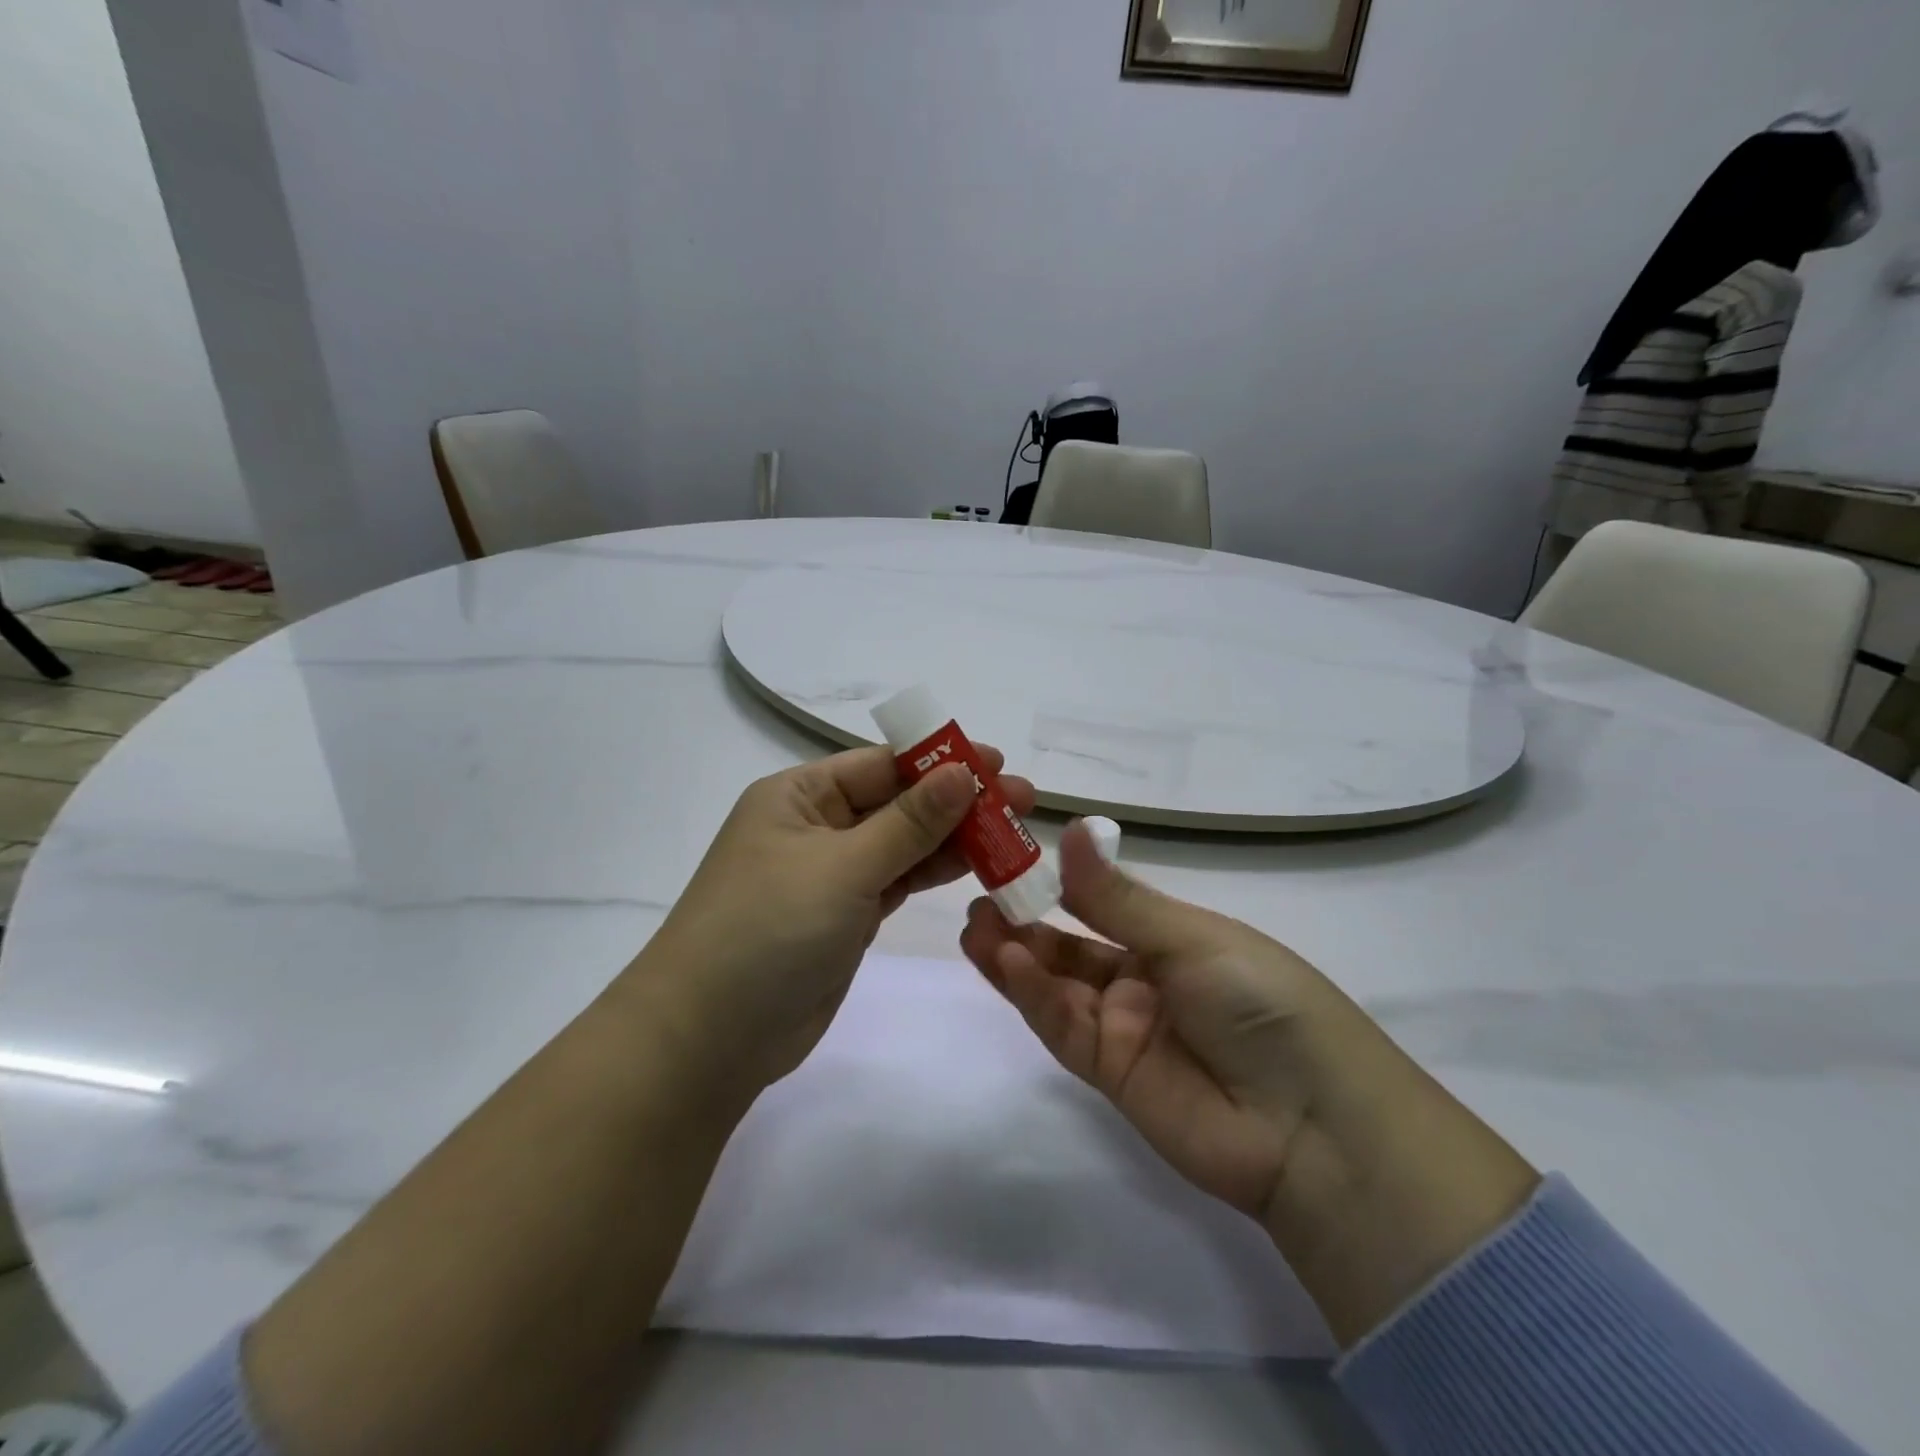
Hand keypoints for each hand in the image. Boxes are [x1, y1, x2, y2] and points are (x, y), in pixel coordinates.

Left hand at [634, 745, 1034, 1104]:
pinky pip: (898, 880)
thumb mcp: (843, 867)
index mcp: (800, 796)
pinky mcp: (847, 915)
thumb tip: (961, 772)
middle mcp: (816, 826)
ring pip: (903, 843)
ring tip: (1014, 832)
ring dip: (954, 838)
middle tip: (1022, 800)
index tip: (998, 763)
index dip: (941, 761)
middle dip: (958, 800)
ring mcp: (832, 874)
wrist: (710, 1037)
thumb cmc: (768, 930)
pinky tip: (978, 865)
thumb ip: (908, 822)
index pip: (881, 765)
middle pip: (898, 802)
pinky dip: (935, 872)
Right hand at [961, 821, 1538, 1344]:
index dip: (1056, 884)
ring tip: (973, 926)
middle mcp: (1143, 979)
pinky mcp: (1109, 1073)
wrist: (1313, 1126)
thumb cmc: (1261, 1002)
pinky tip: (1004, 964)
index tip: (1010, 859)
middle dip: (1024, 923)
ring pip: (1057, 986)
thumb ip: (1117, 897)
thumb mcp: (1190, 938)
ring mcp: (1124, 1028)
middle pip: (1070, 947)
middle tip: (979, 897)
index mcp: (1172, 938)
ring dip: (1015, 958)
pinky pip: (1063, 1027)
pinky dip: (1032, 995)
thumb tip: (1069, 827)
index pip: (1101, 904)